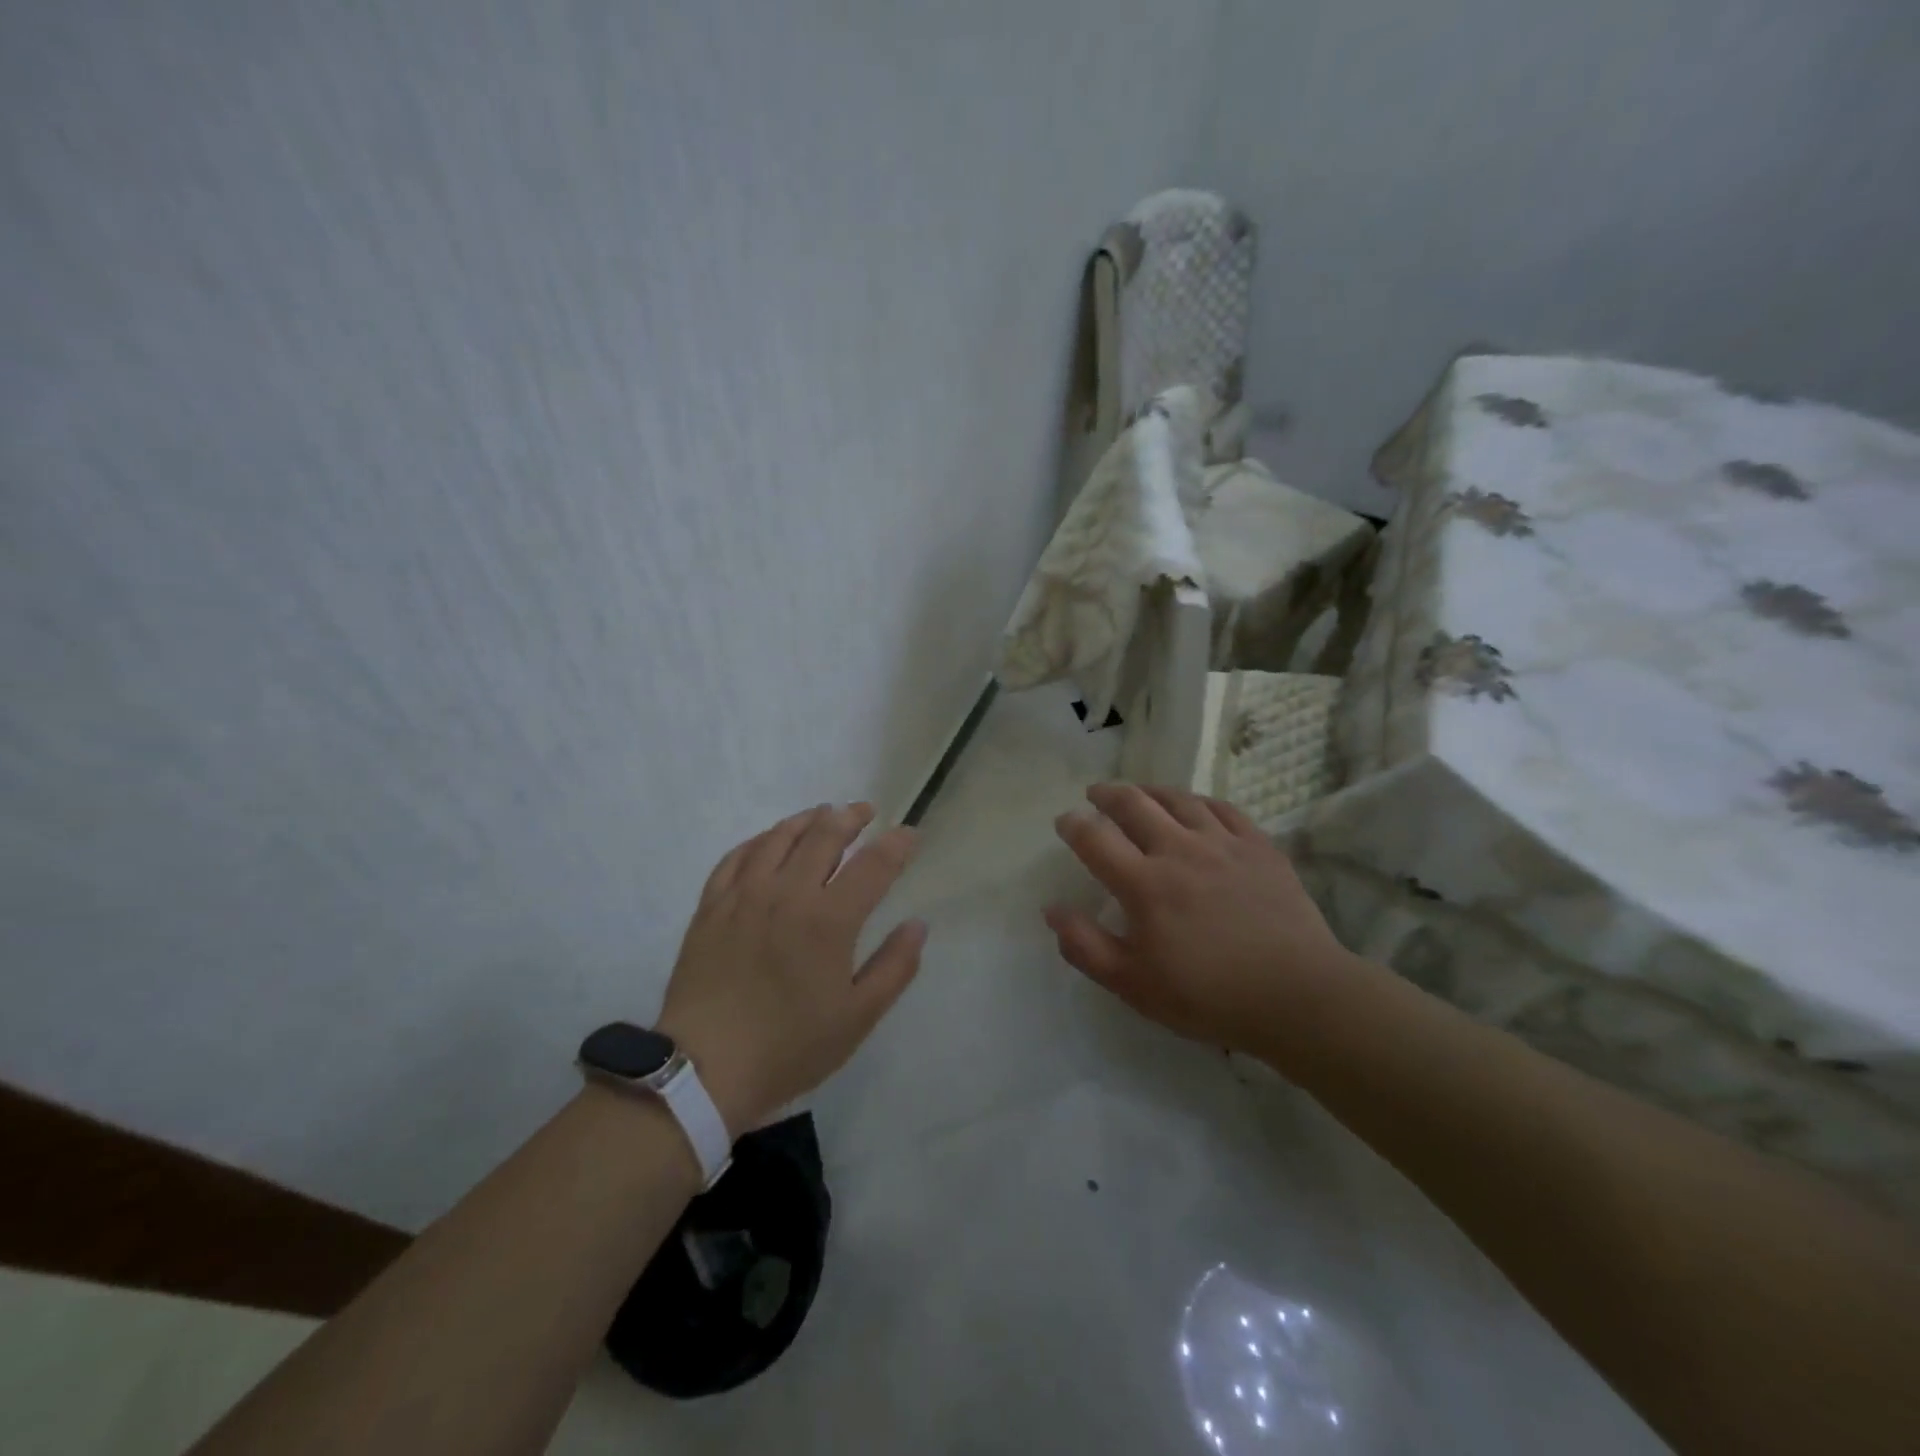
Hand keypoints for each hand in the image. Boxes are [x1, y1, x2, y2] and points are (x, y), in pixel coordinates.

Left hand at [657, 803, 925, 1135]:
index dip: (897, 844)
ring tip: (823, 814)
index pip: (873, 864)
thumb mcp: (857, 1018)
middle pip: (824, 834)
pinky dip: (761, 839)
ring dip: (808, 819)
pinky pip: (737, 855)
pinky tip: (770, 840)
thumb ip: (895, 967)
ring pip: (780, 836)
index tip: (910, 834)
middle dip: (851, 817)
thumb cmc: (790, 1047)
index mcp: (829, 920)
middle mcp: (788, 893)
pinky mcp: (711, 905)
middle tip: (865, 812)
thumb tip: (918, 925)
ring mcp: (744, 894)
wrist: (703, 1069)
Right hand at [1045, 783, 1356, 1060]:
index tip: (1064, 821)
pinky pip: (1222, 808)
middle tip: (1095, 794)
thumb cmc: (1208, 995)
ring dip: (1150, 791)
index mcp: (1144, 883)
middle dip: (1107, 794)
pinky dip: (1198, 801)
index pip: (1095, 838)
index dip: (1073, 824)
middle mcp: (1179, 850)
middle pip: (1134, 804)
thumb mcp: (1133, 985)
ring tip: (1139, 792)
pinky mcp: (1259, 846)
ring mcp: (1222, 843)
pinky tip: (1194, 806)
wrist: (1298, 995)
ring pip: (1178, 799)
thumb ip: (1086, 946)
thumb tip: (1052, 909)